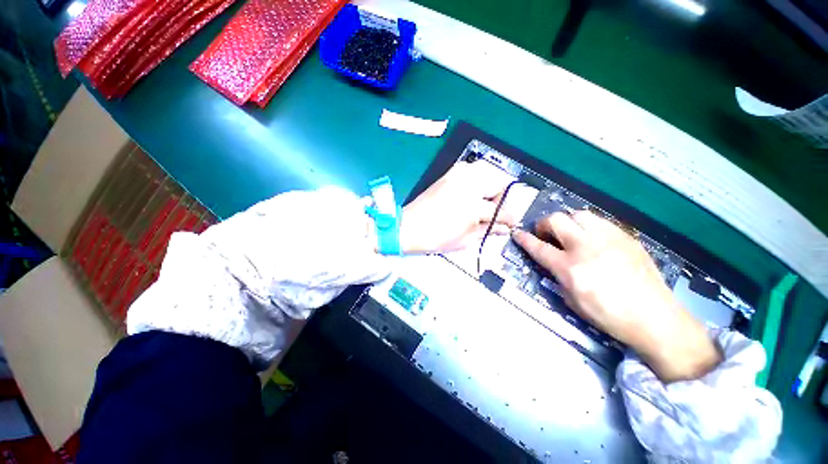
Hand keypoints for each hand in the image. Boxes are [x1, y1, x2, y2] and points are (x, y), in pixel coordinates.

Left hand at [398, 162, 516, 253]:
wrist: (408, 227)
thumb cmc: (436, 237)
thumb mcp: (466, 240)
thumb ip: (488, 230)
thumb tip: (503, 227)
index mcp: (473, 205)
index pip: (500, 210)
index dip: (508, 219)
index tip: (510, 224)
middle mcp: (468, 184)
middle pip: (499, 183)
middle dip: (501, 198)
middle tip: (493, 211)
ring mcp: (457, 176)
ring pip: (487, 171)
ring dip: (490, 186)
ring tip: (483, 201)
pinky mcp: (448, 174)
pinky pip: (471, 169)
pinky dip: (477, 178)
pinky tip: (472, 192)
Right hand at [513, 210, 720, 381]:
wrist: (656, 318)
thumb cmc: (609, 316)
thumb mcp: (572, 300)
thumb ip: (557, 276)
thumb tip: (550, 261)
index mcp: (570, 268)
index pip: (539, 247)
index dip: (524, 239)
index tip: (517, 233)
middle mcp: (586, 248)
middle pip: (556, 220)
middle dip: (544, 224)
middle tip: (546, 235)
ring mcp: (609, 239)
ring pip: (579, 214)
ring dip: (568, 222)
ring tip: (570, 234)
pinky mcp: (626, 237)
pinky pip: (600, 221)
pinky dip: (588, 226)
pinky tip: (593, 239)